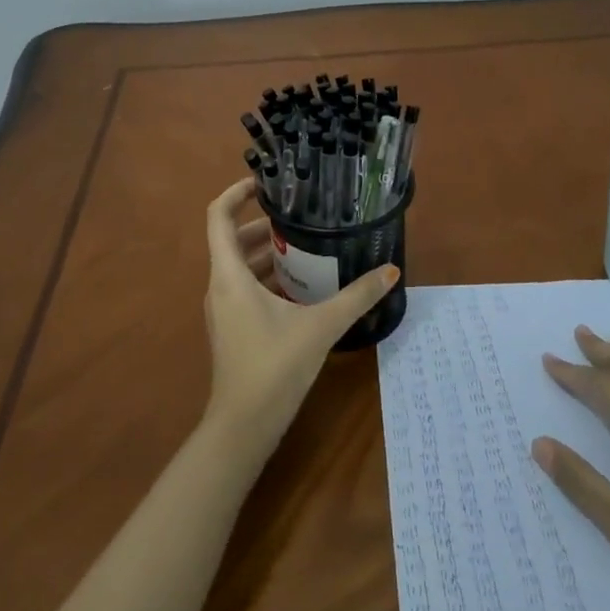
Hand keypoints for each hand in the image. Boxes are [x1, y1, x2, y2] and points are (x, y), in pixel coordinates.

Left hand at [201, 179, 397, 460]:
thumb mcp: (320, 327)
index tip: (265, 183)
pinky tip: (301, 288)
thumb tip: (391, 271)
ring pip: (239, 266)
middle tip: (300, 217)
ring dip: (267, 253)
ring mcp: (222, 309)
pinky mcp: (231, 327)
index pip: (218, 216)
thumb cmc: (274, 367)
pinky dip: (266, 278)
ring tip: (307, 247)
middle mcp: (219, 286)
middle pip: (232, 239)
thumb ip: (356, 297)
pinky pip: (244, 287)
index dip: (236, 192)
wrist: (243, 427)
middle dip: (263, 224)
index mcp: (229, 275)